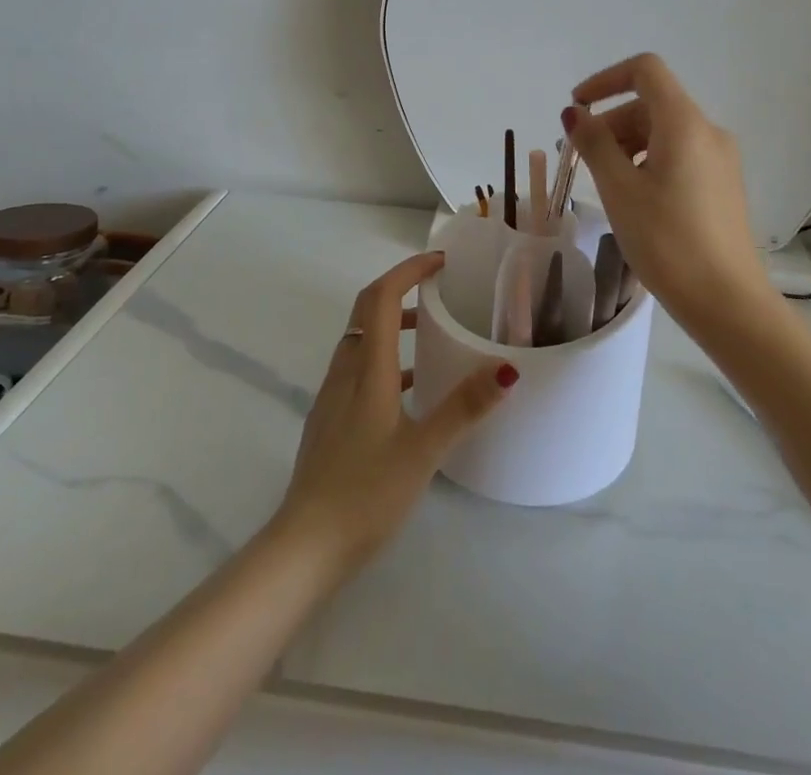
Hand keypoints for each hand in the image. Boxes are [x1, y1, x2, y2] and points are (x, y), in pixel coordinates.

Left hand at [272, 252, 516, 575]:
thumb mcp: (423, 451)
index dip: (408, 270)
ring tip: (432, 333)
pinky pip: (358, 369)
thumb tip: (506, 368)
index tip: (441, 262)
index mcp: (367, 370)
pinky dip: (385, 358)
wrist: (304, 548)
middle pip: (366, 311)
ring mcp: (332, 397)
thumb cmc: (366, 493)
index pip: (382, 298)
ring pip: (361, 340)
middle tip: (438, 289)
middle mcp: (345, 373)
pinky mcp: (329, 421)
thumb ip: (464, 407)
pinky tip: (410, 390)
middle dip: (400, 289)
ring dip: (393, 324)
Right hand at [563, 53, 774, 329]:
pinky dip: (648, 160)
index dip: (605, 80)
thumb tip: (575, 114)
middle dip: (611, 121)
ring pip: (664, 131)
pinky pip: (679, 154)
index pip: (645, 70)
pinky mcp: (723, 184)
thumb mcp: (619, 189)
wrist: (727, 301)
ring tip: (603, 183)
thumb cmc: (667, 240)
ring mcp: (720, 159)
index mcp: (684, 123)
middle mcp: (708, 131)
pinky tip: (633, 197)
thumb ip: (594, 144)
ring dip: (627, 143)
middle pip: (652, 103)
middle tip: (580, 160)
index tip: (577, 109)